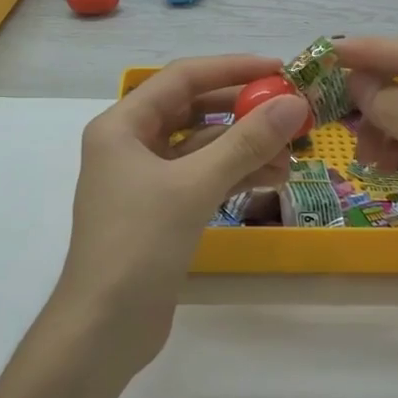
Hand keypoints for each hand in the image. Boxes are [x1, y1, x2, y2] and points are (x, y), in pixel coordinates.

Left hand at [47, 54, 310, 378]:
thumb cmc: (139, 244)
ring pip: (201, 147)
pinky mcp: (159, 211)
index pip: (182, 78)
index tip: (279, 70)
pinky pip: (201, 177)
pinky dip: (233, 174)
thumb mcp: (194, 186)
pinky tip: (271, 178)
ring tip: (292, 154)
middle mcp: (130, 144)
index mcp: (121, 125)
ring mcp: (144, 180)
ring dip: (243, 146)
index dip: (232, 69)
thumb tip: (294, 103)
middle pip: (193, 110)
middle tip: (291, 113)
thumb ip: (245, 142)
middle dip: (242, 111)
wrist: (103, 328)